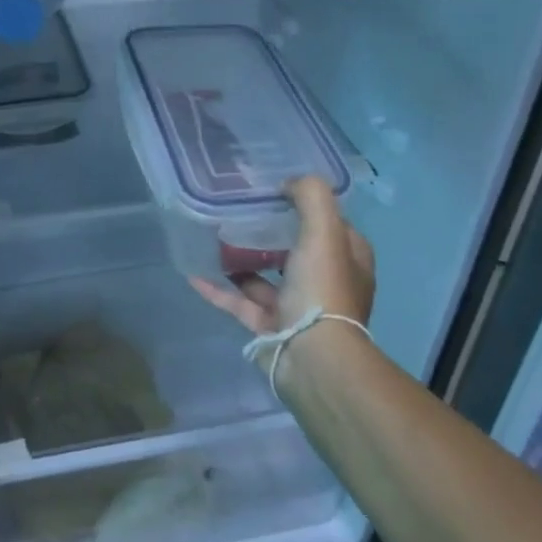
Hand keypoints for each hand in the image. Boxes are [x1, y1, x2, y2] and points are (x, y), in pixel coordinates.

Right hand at [188, 177, 375, 335]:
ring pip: (265, 277)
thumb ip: (311, 196)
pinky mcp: (269, 328)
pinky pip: (239, 302)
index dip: (309, 207)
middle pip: (296, 250)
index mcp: (347, 260)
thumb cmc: (322, 288)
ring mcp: (297, 308)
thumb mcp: (324, 230)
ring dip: (243, 260)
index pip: (332, 226)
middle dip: (271, 232)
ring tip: (215, 237)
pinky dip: (219, 289)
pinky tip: (194, 274)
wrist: (312, 357)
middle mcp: (325, 283)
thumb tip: (289, 184)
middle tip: (241, 210)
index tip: (278, 190)